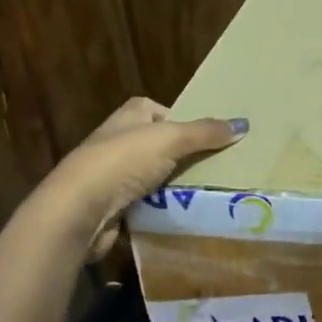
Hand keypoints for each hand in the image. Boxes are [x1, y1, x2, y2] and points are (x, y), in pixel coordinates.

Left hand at [36, 97, 245, 260]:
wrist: (78, 210)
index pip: (154, 108)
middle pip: (156, 143)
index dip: (177, 118)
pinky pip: (144, 203)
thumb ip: (206, 133)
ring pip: (152, 175)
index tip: (202, 134)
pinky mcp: (109, 206)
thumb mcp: (172, 139)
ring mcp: (110, 175)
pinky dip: (160, 208)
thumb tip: (243, 124)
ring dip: (172, 184)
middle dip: (181, 154)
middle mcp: (116, 141)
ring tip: (204, 190)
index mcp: (127, 117)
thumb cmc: (123, 161)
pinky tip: (180, 213)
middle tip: (214, 164)